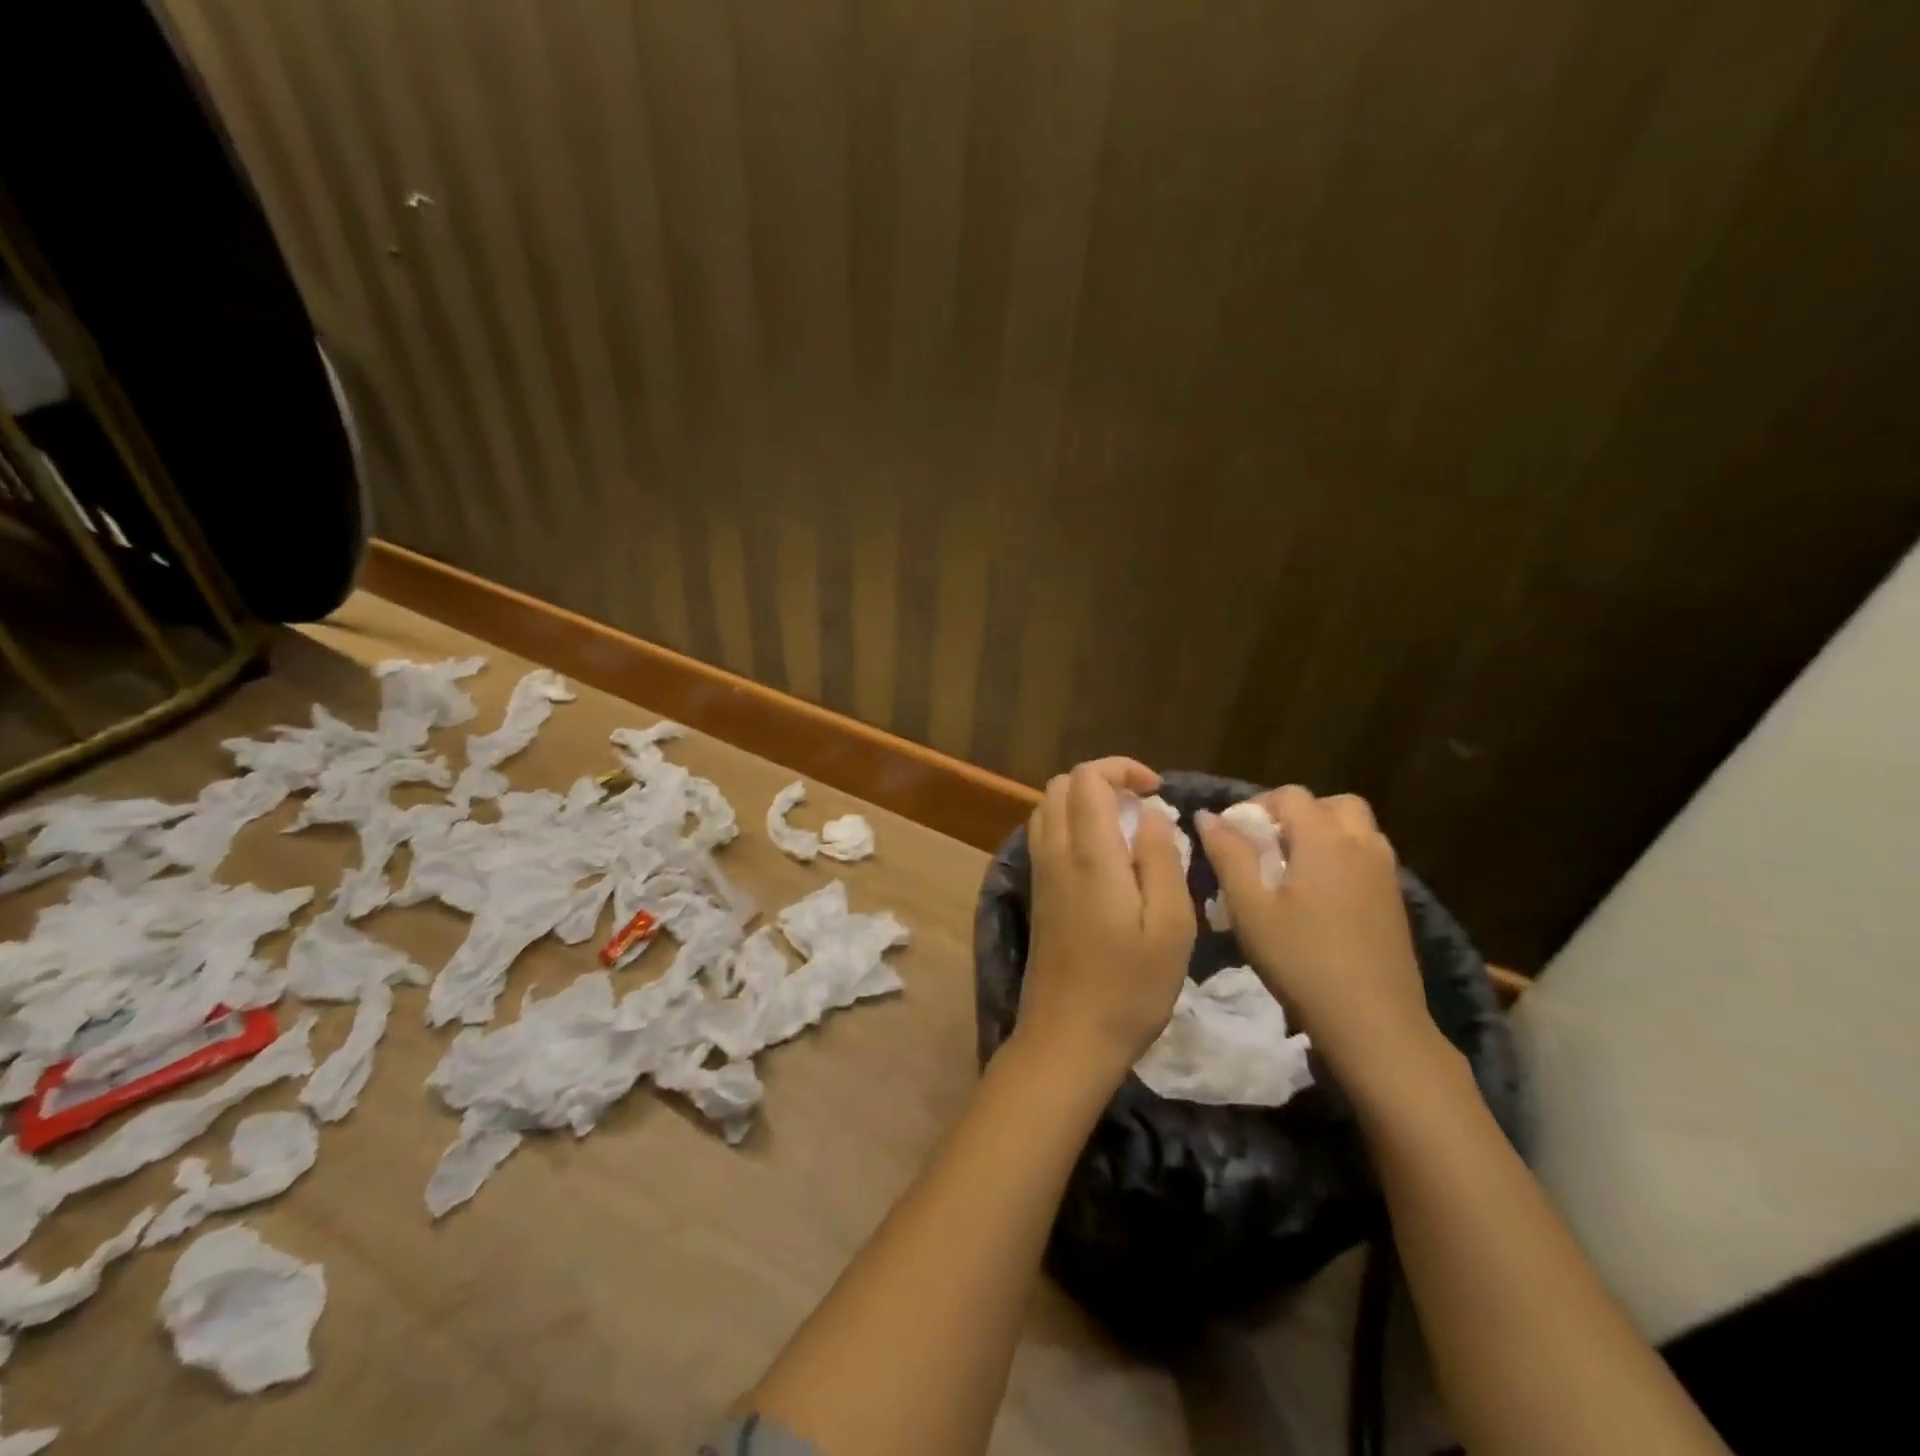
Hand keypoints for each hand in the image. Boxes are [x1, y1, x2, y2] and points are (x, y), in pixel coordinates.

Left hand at [1016, 759, 1196, 1085]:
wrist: (1067, 1039)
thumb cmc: (1129, 988)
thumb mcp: (1170, 927)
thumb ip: (1161, 859)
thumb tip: (1151, 813)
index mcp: (1089, 855)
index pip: (1087, 778)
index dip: (1121, 769)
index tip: (1155, 791)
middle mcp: (1055, 854)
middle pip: (1061, 786)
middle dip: (1103, 781)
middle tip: (1142, 807)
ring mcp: (1039, 875)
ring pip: (1047, 809)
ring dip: (1084, 803)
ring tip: (1125, 829)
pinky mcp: (1036, 895)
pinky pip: (1044, 836)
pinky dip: (1070, 825)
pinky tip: (1102, 859)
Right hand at [1196, 786, 1434, 1076]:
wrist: (1373, 1022)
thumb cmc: (1301, 960)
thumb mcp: (1250, 908)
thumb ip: (1228, 855)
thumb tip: (1207, 816)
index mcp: (1324, 839)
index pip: (1290, 795)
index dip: (1257, 805)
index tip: (1234, 836)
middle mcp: (1361, 845)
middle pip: (1332, 804)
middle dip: (1297, 814)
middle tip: (1268, 845)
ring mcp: (1386, 873)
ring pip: (1356, 829)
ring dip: (1324, 834)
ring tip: (1292, 869)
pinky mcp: (1396, 900)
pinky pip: (1368, 856)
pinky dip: (1342, 858)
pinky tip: (1319, 898)